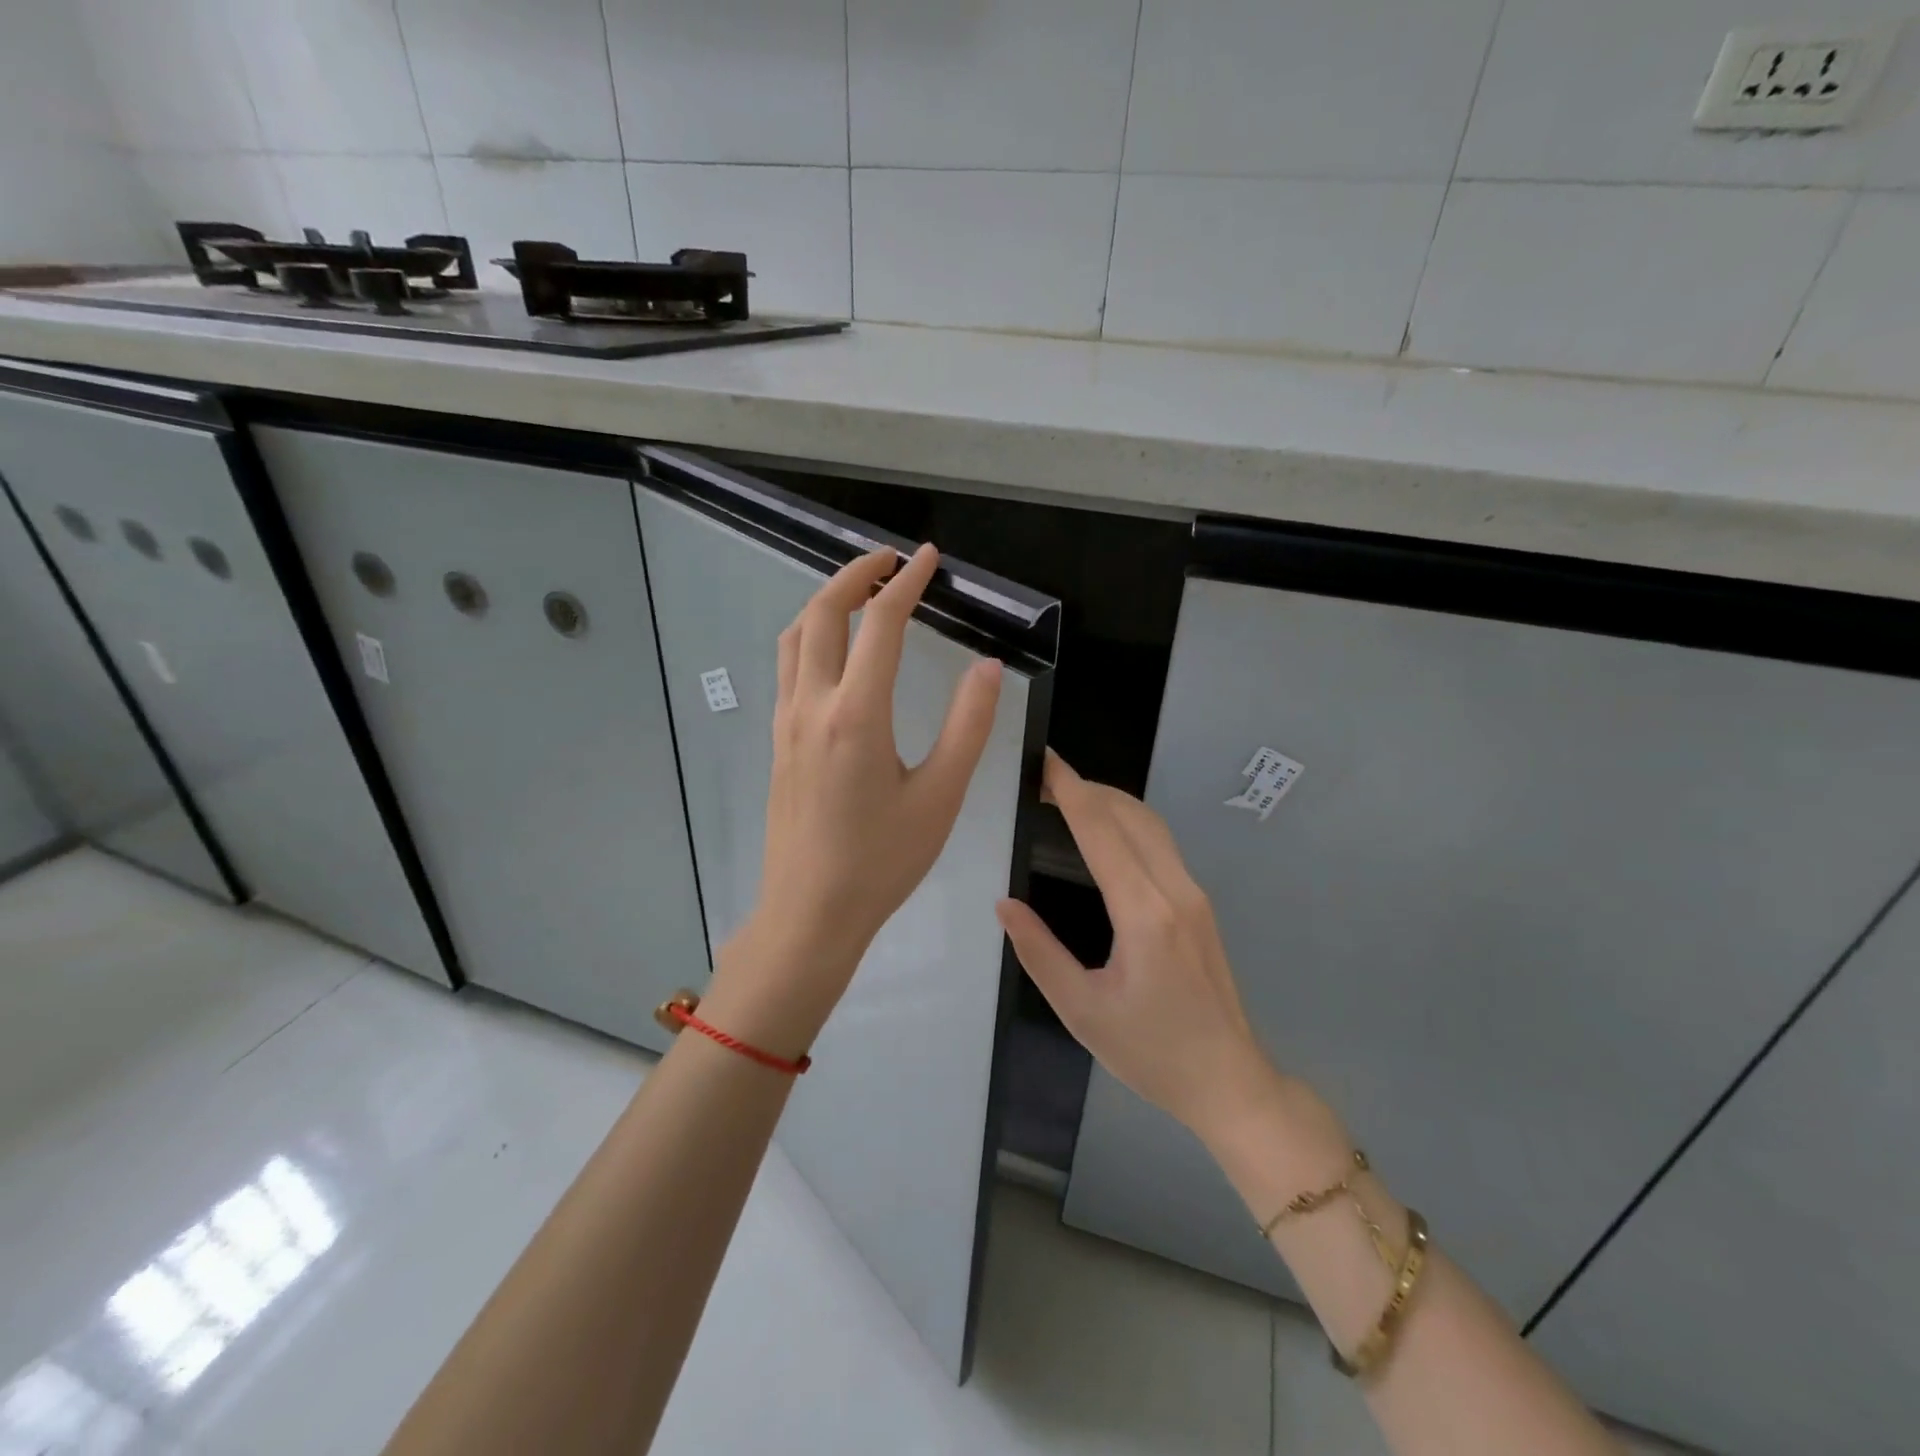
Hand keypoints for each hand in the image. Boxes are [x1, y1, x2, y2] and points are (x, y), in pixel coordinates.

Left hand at [705, 544, 1002, 1054]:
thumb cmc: (882, 861)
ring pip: (796, 637)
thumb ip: (968, 726)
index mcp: (857, 714)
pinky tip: (835, 650)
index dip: (908, 583)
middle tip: (890, 560)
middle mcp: (813, 705)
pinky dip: (811, 635)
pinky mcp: (778, 741)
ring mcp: (787, 722)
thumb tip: (988, 666)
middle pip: (823, 614)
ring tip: (859, 591)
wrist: (811, 912)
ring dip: (825, 601)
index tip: (929, 558)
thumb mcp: (941, 797)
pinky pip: (788, 667)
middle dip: (855, 574)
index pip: (881, 624)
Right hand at [997, 751, 1281, 1140]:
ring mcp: (1194, 895)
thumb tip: (1005, 904)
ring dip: (1110, 800)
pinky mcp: (1200, 904)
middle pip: (1130, 815)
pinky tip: (1105, 831)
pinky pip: (1161, 844)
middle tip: (1043, 778)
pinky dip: (1127, 821)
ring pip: (1151, 824)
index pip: (1102, 831)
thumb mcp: (1082, 1011)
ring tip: (1068, 795)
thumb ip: (1039, 952)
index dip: (1070, 791)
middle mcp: (1175, 890)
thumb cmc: (1151, 1053)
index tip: (1044, 760)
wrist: (1229, 1081)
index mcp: (1144, 913)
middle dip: (1087, 787)